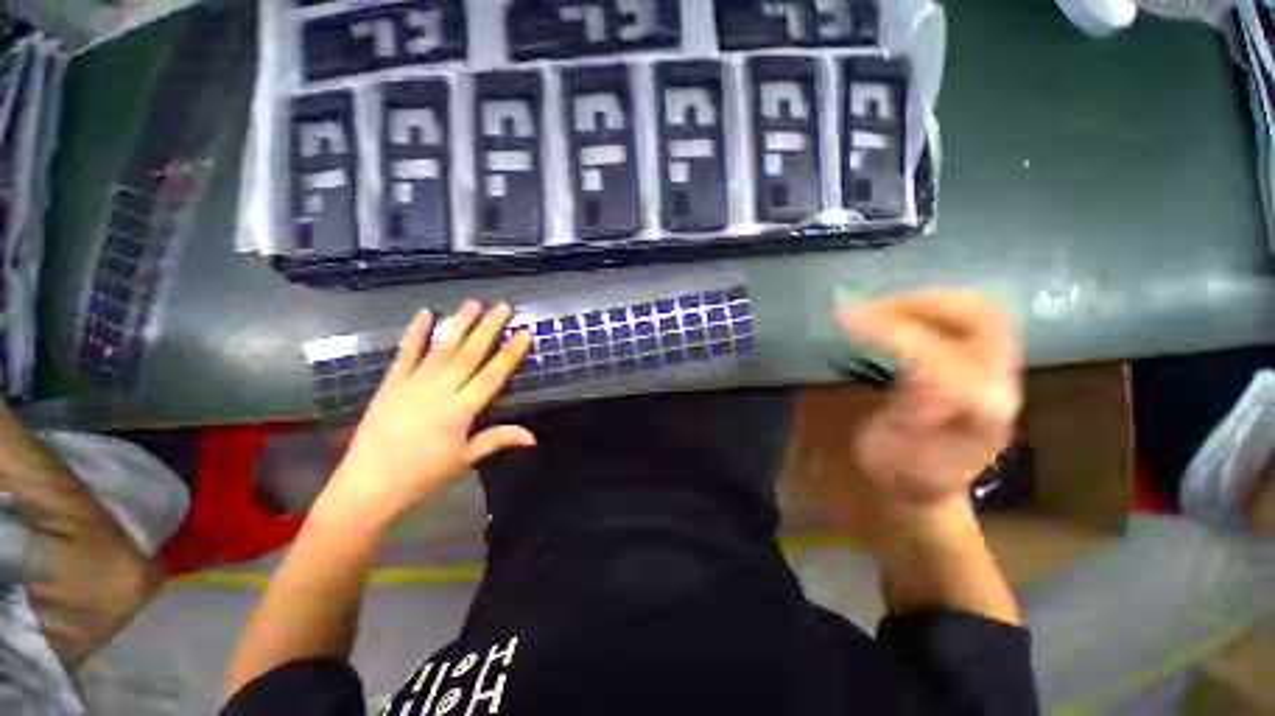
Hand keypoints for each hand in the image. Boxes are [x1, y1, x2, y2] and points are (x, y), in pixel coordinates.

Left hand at [321, 301, 534, 526]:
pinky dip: (415, 333)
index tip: (524, 333)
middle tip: (503, 307)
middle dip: (488, 328)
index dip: (510, 353)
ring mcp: (413, 384)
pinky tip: (425, 314)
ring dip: (459, 324)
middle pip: (469, 354)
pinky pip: (405, 353)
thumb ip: (498, 439)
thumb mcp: (465, 459)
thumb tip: (533, 437)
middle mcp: (440, 390)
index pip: (492, 375)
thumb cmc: (423, 474)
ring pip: (442, 348)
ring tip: (473, 303)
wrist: (369, 484)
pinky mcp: (391, 384)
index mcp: (461, 410)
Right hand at [835, 290, 1022, 514]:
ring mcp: (994, 372)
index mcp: (980, 413)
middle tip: (870, 307)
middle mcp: (1000, 385)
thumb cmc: (903, 477)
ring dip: (925, 301)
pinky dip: (928, 309)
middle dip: (921, 303)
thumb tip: (920, 379)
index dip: (894, 333)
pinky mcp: (978, 366)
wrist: (924, 488)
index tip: (847, 320)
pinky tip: (894, 315)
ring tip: (878, 307)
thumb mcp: (895, 458)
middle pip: (980, 318)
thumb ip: (910, 422)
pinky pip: (964, 322)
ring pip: (976, 312)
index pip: (944, 354)